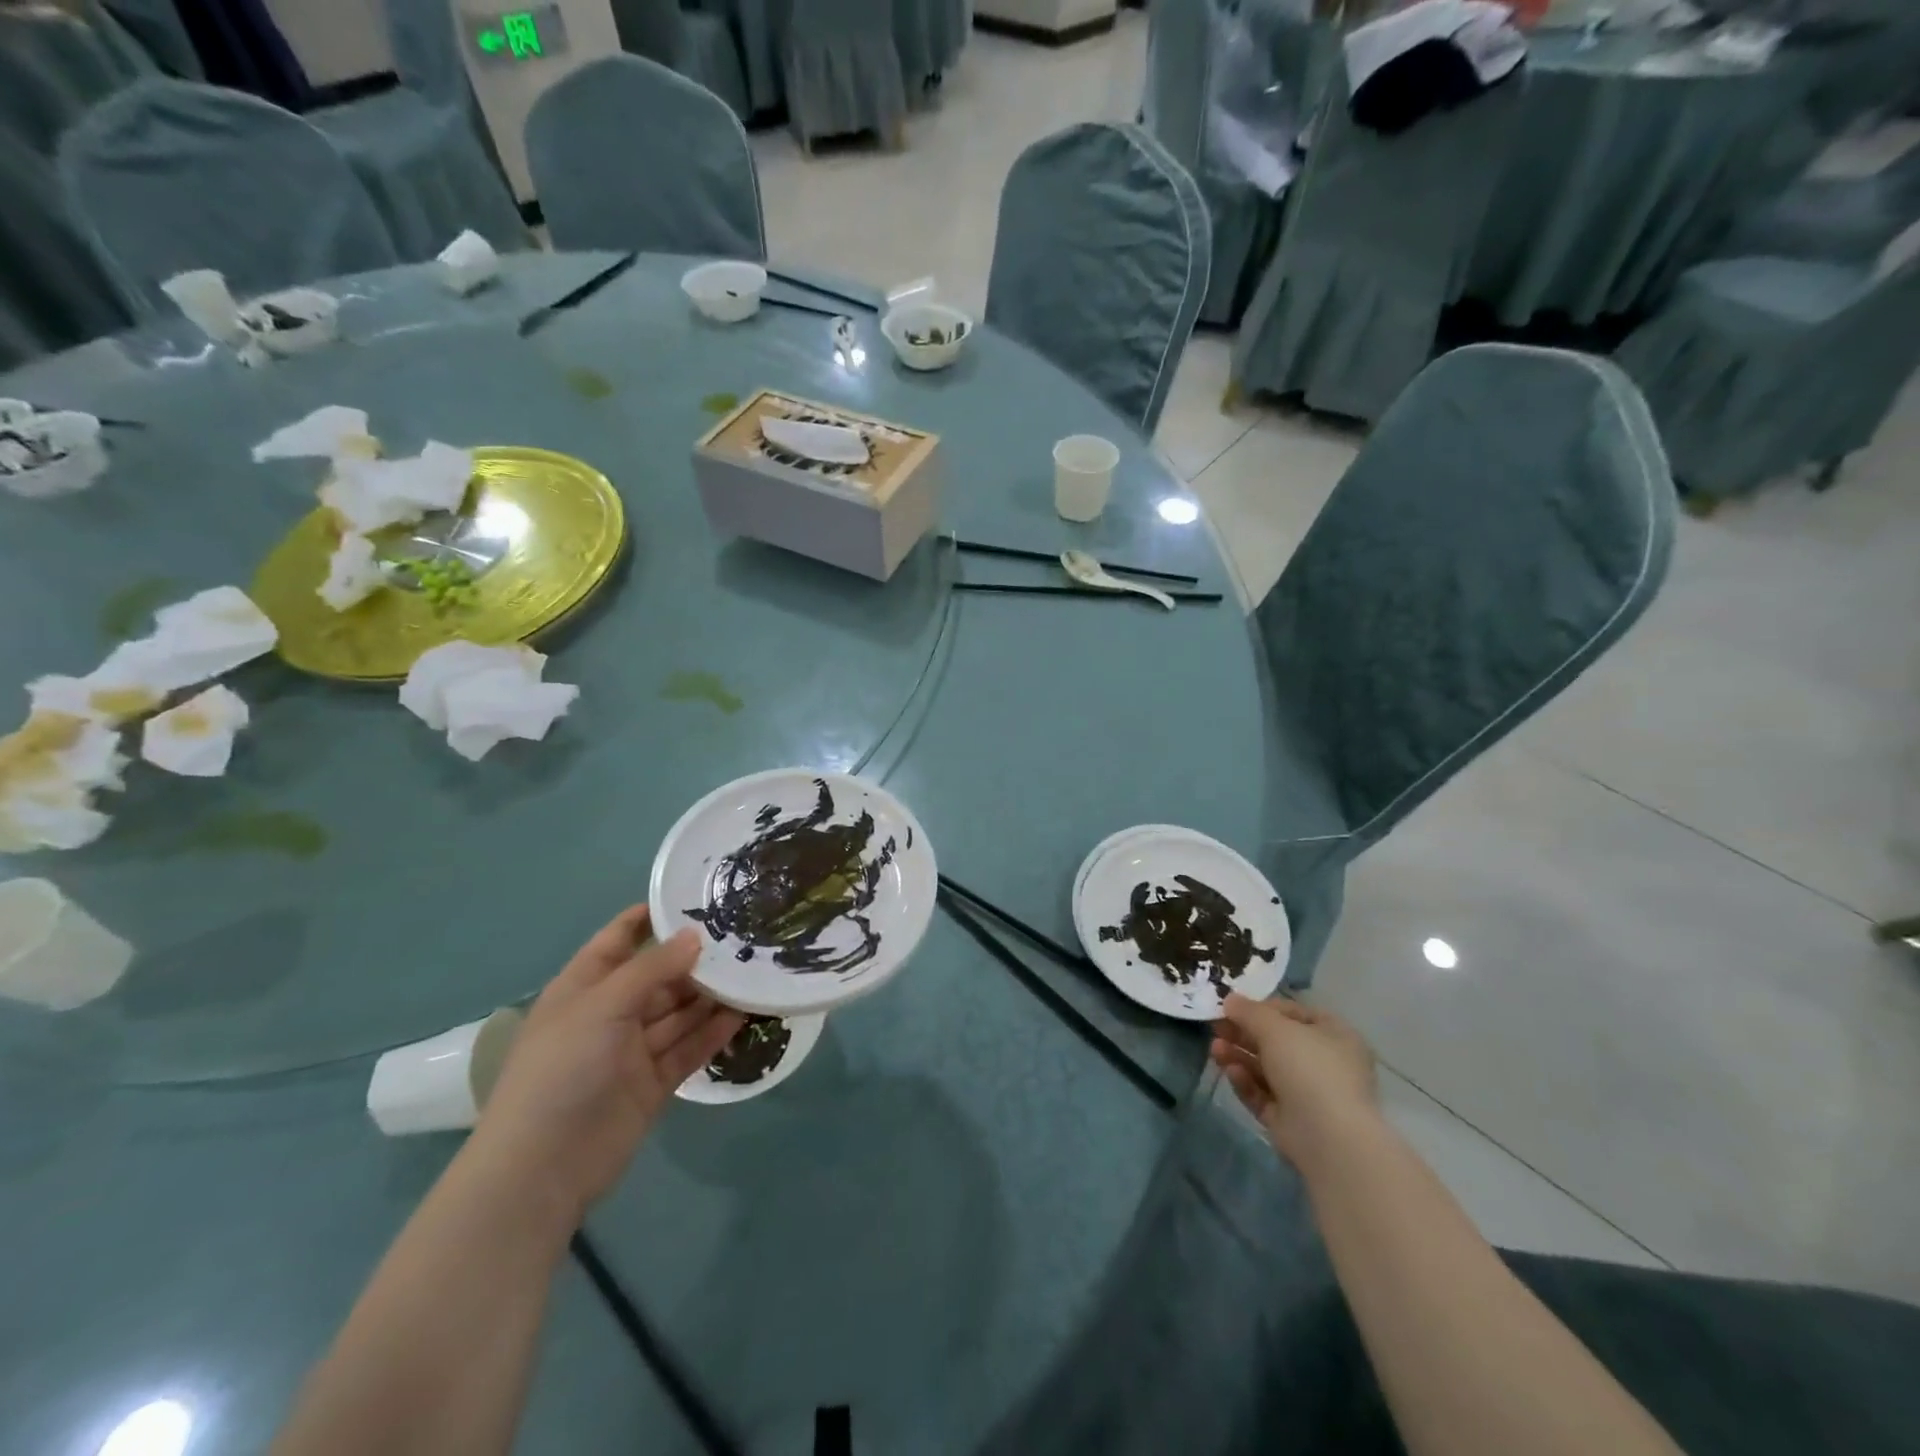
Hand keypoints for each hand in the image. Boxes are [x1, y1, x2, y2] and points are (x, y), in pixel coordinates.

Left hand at [471, 905, 742, 1225]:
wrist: (542, 1168)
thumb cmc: (562, 1069)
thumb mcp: (603, 1005)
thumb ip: (652, 968)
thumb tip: (696, 936)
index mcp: (584, 987)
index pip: (619, 939)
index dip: (650, 918)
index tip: (694, 896)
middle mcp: (610, 1013)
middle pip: (658, 976)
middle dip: (695, 958)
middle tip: (743, 936)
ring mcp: (632, 1050)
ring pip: (679, 1012)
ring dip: (712, 994)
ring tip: (754, 970)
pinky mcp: (654, 1083)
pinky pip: (689, 1048)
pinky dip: (714, 1032)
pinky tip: (746, 1012)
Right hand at [1210, 994, 1377, 1170]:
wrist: (1329, 1139)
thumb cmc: (1309, 1068)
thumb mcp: (1275, 1028)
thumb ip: (1249, 1012)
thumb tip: (1229, 999)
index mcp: (1335, 1036)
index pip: (1294, 1014)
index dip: (1262, 1008)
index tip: (1234, 1007)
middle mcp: (1325, 1064)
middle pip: (1276, 1042)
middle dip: (1244, 1034)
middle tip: (1216, 1027)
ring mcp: (1309, 1095)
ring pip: (1267, 1069)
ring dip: (1239, 1056)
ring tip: (1215, 1050)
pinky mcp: (1292, 1121)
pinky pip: (1264, 1095)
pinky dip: (1247, 1083)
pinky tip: (1231, 1073)